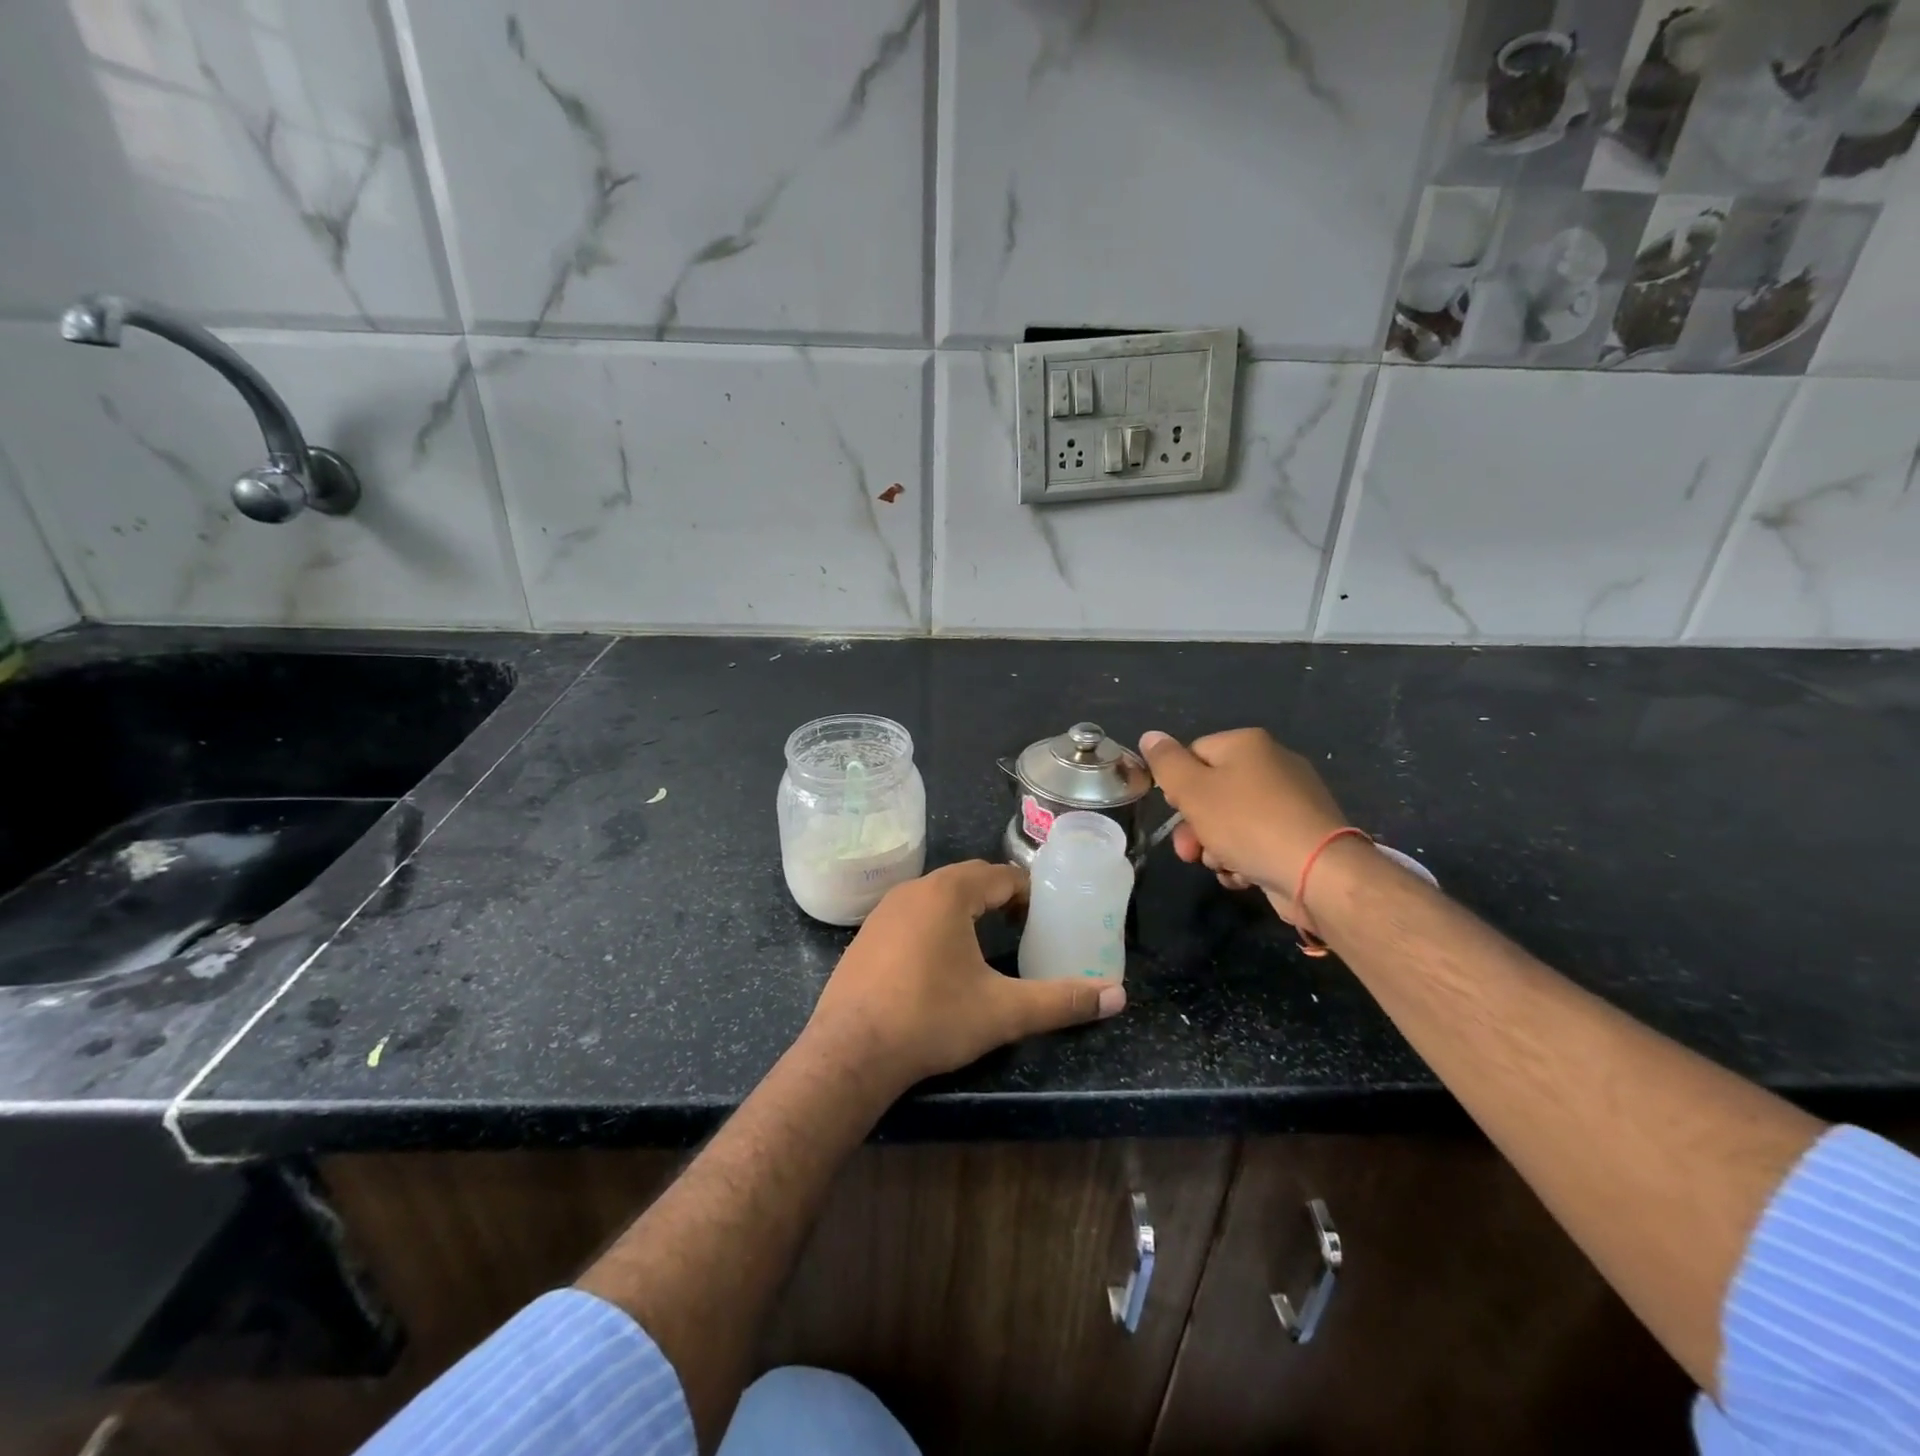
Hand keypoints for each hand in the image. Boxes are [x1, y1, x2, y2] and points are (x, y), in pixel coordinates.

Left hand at [804, 860, 1125, 1093]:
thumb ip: (1062, 1001)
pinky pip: (911, 914)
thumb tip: (1118, 996)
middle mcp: (913, 890)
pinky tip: (939, 962)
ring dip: (965, 909)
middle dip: (998, 897)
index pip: (1000, 876)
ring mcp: (883, 911)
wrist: (850, 1052)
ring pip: (936, 895)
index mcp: (948, 894)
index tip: (1044, 919)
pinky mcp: (865, 936)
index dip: (1027, 893)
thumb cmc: (931, 1020)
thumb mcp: (1004, 1012)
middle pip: (967, 879)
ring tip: (986, 942)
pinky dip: (934, 924)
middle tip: (1021, 928)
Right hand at [1139, 728, 1348, 923]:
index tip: (1175, 812)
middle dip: (1195, 826)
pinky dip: (1245, 857)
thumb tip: (1150, 736)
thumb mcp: (1193, 790)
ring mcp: (1293, 801)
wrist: (1318, 872)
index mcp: (1247, 744)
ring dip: (1217, 846)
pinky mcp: (1303, 834)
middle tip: (1189, 852)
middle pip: (1213, 791)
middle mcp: (1273, 764)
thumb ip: (1166, 763)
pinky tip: (1243, 875)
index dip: (1177, 786)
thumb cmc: (1247, 823)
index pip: (1193, 754)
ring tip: (1221, 866)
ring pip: (1233, 820)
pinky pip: (1260, 839)